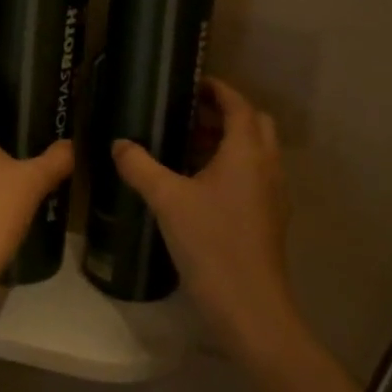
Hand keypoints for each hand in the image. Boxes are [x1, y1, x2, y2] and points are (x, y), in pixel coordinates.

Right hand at [112, 78, 302, 363]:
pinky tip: (199, 184)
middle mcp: (267, 165)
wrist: (250, 308)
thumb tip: (118, 143)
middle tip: (188, 114)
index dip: (218, 89)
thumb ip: (140, 166)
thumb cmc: (211, 243)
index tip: (191, 83)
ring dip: (228, 140)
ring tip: (187, 146)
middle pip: (254, 123)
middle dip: (224, 113)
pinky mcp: (269, 217)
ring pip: (256, 151)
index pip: (238, 104)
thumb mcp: (167, 200)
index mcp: (247, 151)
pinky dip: (232, 166)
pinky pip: (254, 175)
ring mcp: (272, 194)